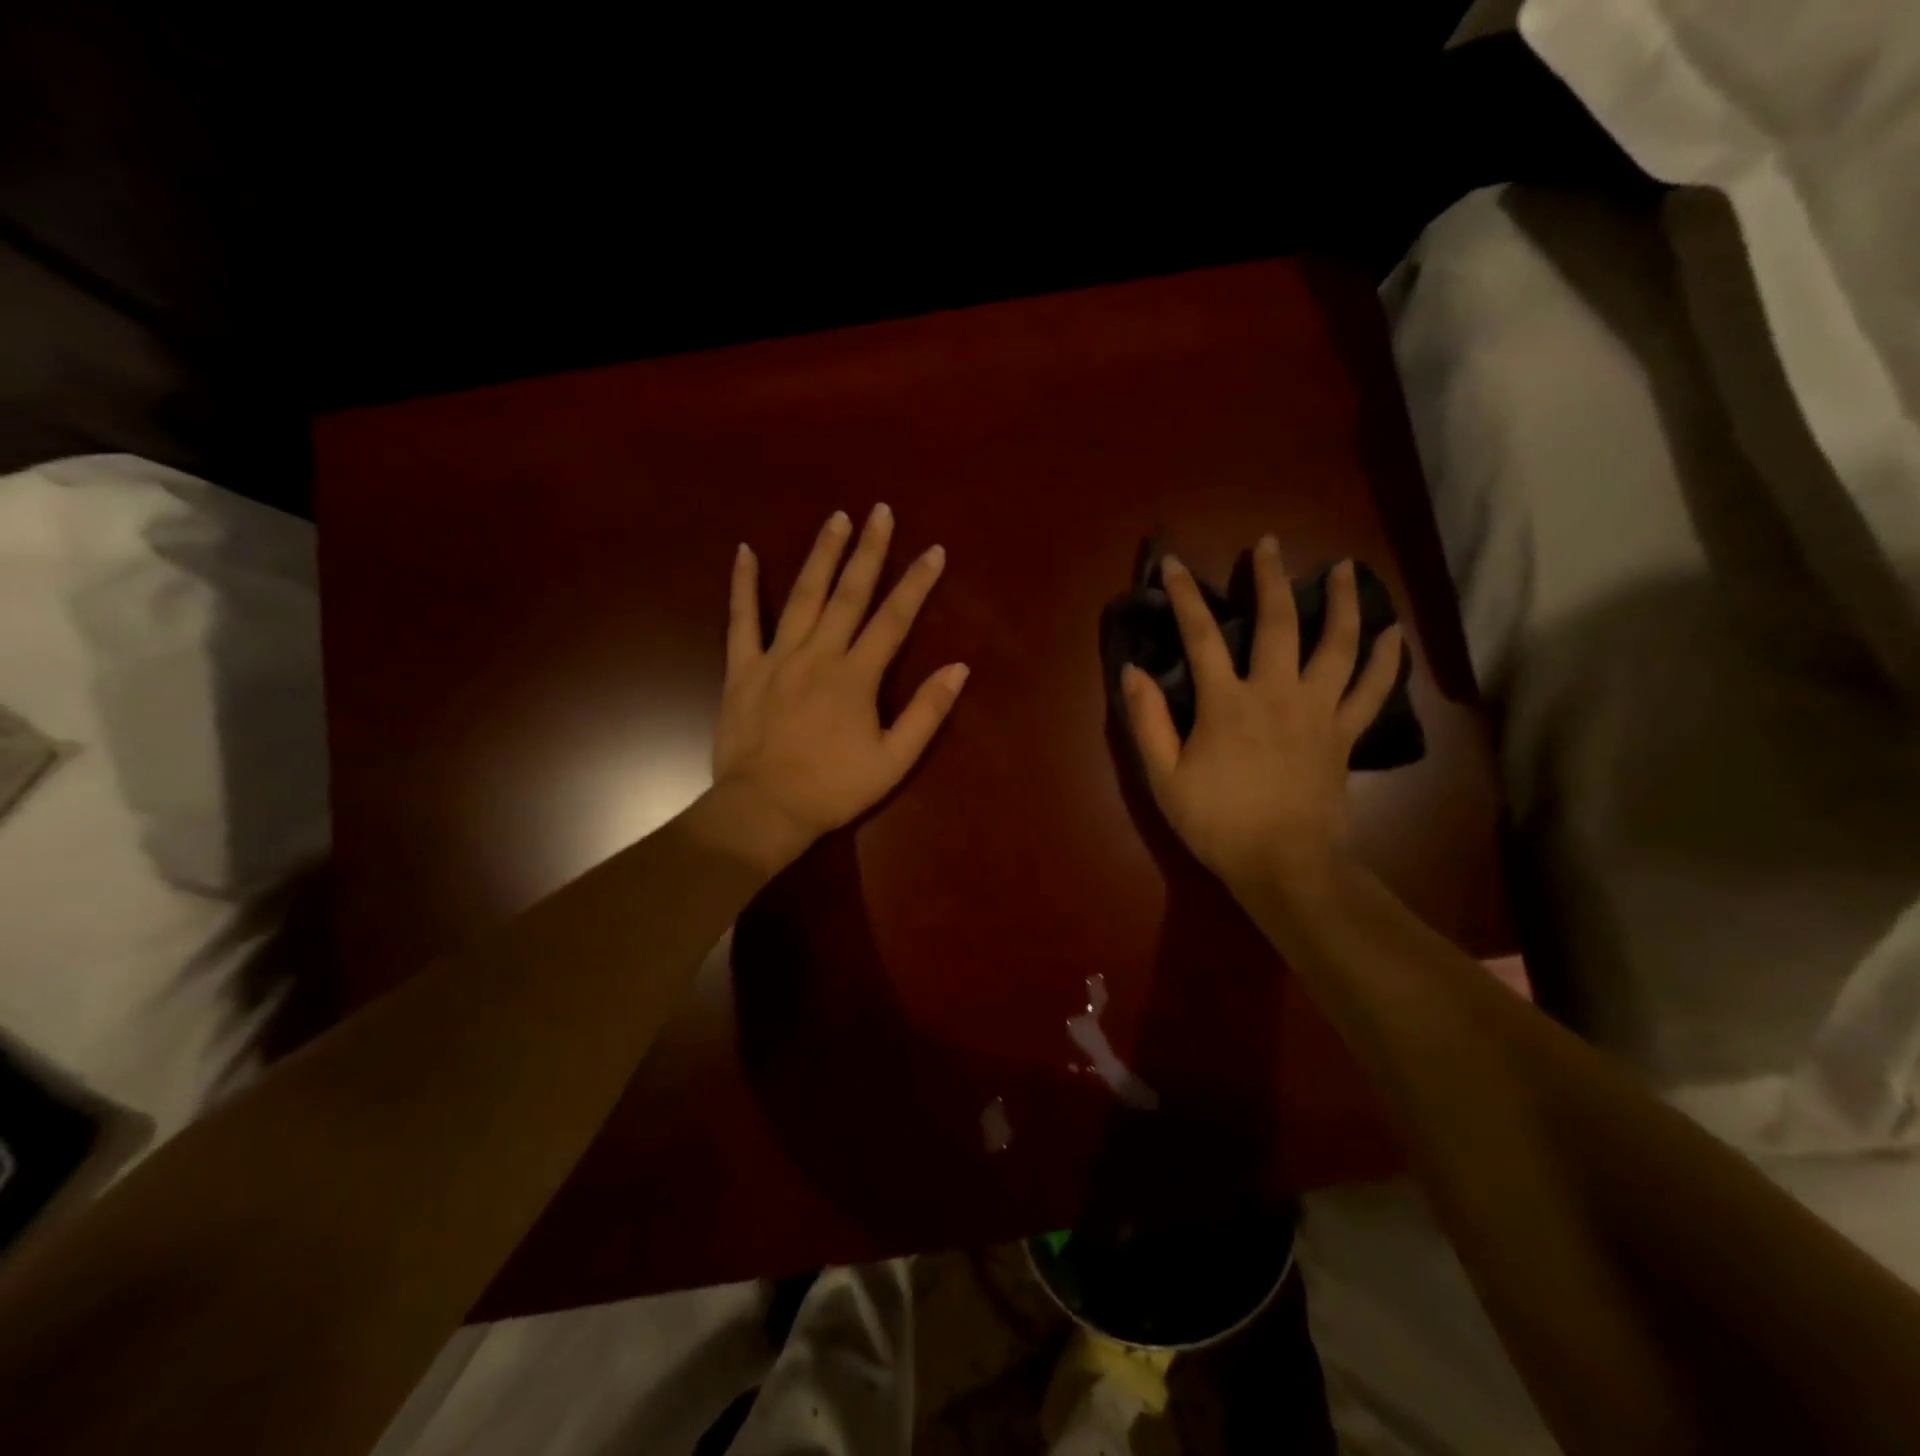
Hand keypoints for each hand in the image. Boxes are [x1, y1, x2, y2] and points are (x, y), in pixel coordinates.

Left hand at [710, 504, 967, 871]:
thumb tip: (958, 668)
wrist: (764, 809)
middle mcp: (819, 654)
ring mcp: (777, 657)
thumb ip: (926, 712)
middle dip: (869, 550)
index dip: (916, 583)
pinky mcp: (742, 669)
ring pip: (803, 596)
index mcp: (856, 677)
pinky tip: (745, 551)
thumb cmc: (834, 788)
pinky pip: (741, 620)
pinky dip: (743, 585)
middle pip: (849, 594)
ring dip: (822, 554)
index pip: (894, 619)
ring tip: (837, 518)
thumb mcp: (894, 760)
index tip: (933, 551)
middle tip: (881, 511)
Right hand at [1121, 537, 1402, 896]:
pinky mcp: (1344, 734)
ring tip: (1344, 568)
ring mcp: (1317, 711)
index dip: (1184, 596)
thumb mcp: (1164, 777)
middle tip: (1269, 544)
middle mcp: (1276, 693)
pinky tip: (1393, 634)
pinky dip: (1386, 660)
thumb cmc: (1216, 822)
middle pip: (1278, 622)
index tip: (1174, 563)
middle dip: (1270, 578)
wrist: (1284, 864)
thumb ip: (1147, 721)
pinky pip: (1372, 690)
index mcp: (1226, 702)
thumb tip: (1133, 671)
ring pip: (1337, 645)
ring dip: (1342, 602)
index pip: (1201, 635)